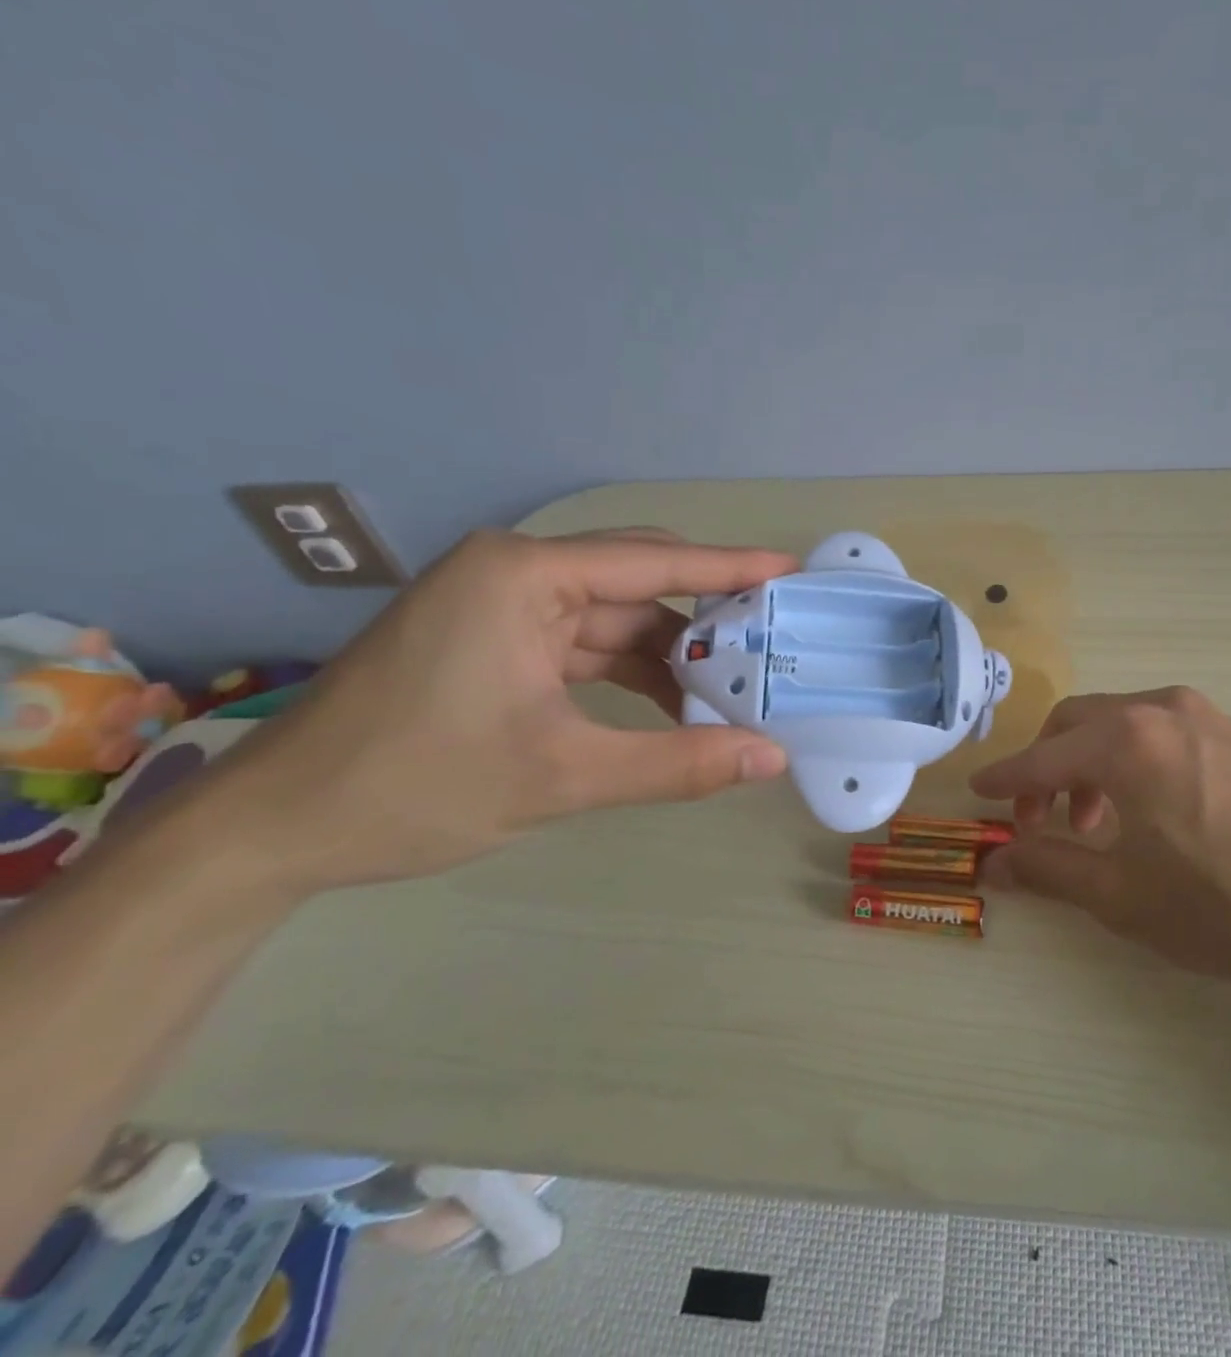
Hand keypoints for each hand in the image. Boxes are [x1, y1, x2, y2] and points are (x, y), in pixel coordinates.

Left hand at [194, 529, 795, 896]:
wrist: (276, 831)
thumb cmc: (415, 786)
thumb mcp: (562, 777)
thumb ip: (678, 764)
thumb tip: (772, 758)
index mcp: (522, 575)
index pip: (653, 562)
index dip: (731, 568)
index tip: (792, 570)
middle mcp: (513, 572)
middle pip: (638, 581)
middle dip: (707, 614)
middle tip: (775, 638)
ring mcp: (500, 605)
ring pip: (615, 616)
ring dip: (671, 653)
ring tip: (735, 686)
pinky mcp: (493, 639)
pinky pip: (585, 642)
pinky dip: (632, 671)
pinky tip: (674, 703)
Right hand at [969, 688, 1230, 1004]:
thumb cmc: (1228, 906)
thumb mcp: (1123, 897)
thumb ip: (1048, 870)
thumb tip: (992, 864)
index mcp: (1125, 742)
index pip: (1042, 757)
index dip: (1005, 780)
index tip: (977, 793)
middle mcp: (1160, 710)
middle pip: (1076, 724)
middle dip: (1047, 768)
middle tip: (1040, 822)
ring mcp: (1203, 715)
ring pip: (1117, 724)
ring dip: (1089, 764)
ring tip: (1095, 825)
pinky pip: (1157, 731)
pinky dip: (1129, 760)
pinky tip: (1146, 810)